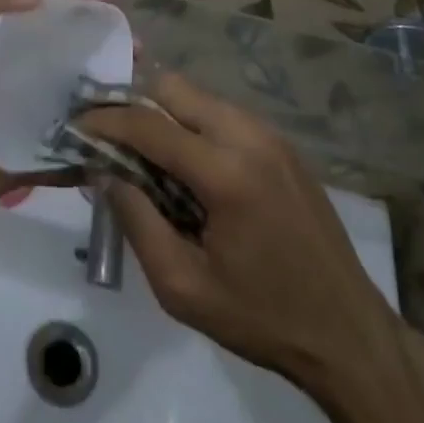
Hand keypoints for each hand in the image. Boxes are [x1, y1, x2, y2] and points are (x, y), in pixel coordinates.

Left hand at [0, 0, 115, 263]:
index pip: (27, 4)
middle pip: (54, 49)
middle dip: (94, 43)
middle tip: (138, 46)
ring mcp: (9, 117)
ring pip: (64, 95)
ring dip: (101, 89)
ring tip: (142, 86)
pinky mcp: (19, 161)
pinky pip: (62, 148)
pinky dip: (90, 143)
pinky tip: (130, 138)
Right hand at [78, 73, 398, 391]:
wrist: (349, 334)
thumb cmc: (261, 317)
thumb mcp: (182, 287)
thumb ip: (136, 221)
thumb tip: (104, 171)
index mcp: (226, 172)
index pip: (148, 124)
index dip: (105, 120)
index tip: (74, 125)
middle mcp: (249, 135)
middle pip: (173, 87)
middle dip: (133, 103)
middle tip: (108, 134)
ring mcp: (270, 134)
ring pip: (197, 96)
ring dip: (163, 112)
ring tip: (142, 152)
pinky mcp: (282, 143)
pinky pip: (221, 113)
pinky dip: (192, 124)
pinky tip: (185, 163)